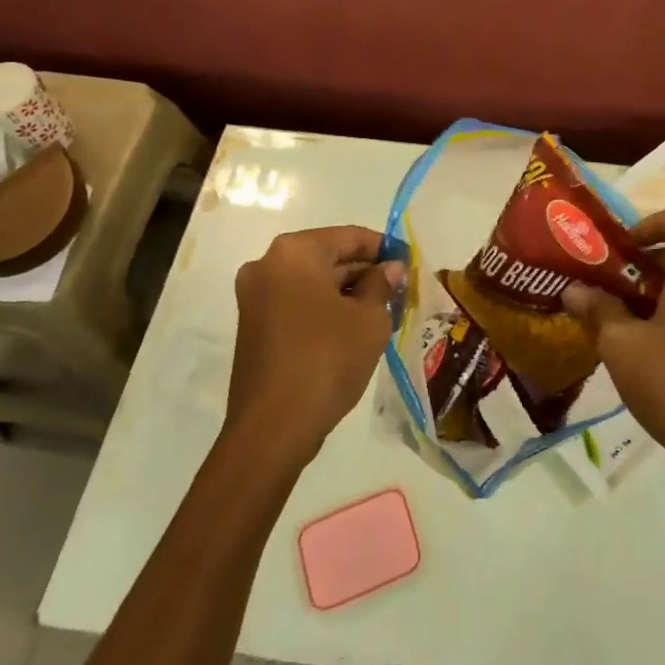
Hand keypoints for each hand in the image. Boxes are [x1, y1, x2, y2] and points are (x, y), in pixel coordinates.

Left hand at [227, 226, 405, 467]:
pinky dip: (326, 309)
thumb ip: (381, 285)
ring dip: (347, 293)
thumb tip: (390, 269)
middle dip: (365, 272)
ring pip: (313, 282)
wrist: (272, 428)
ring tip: (385, 311)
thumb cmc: (326, 360)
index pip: (350, 236)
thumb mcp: (368, 319)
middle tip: (400, 290)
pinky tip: (355, 329)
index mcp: (294, 252)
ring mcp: (255, 297)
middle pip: (328, 257)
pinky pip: (298, 304)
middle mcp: (268, 265)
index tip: (410, 262)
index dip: (384, 248)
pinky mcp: (253, 326)